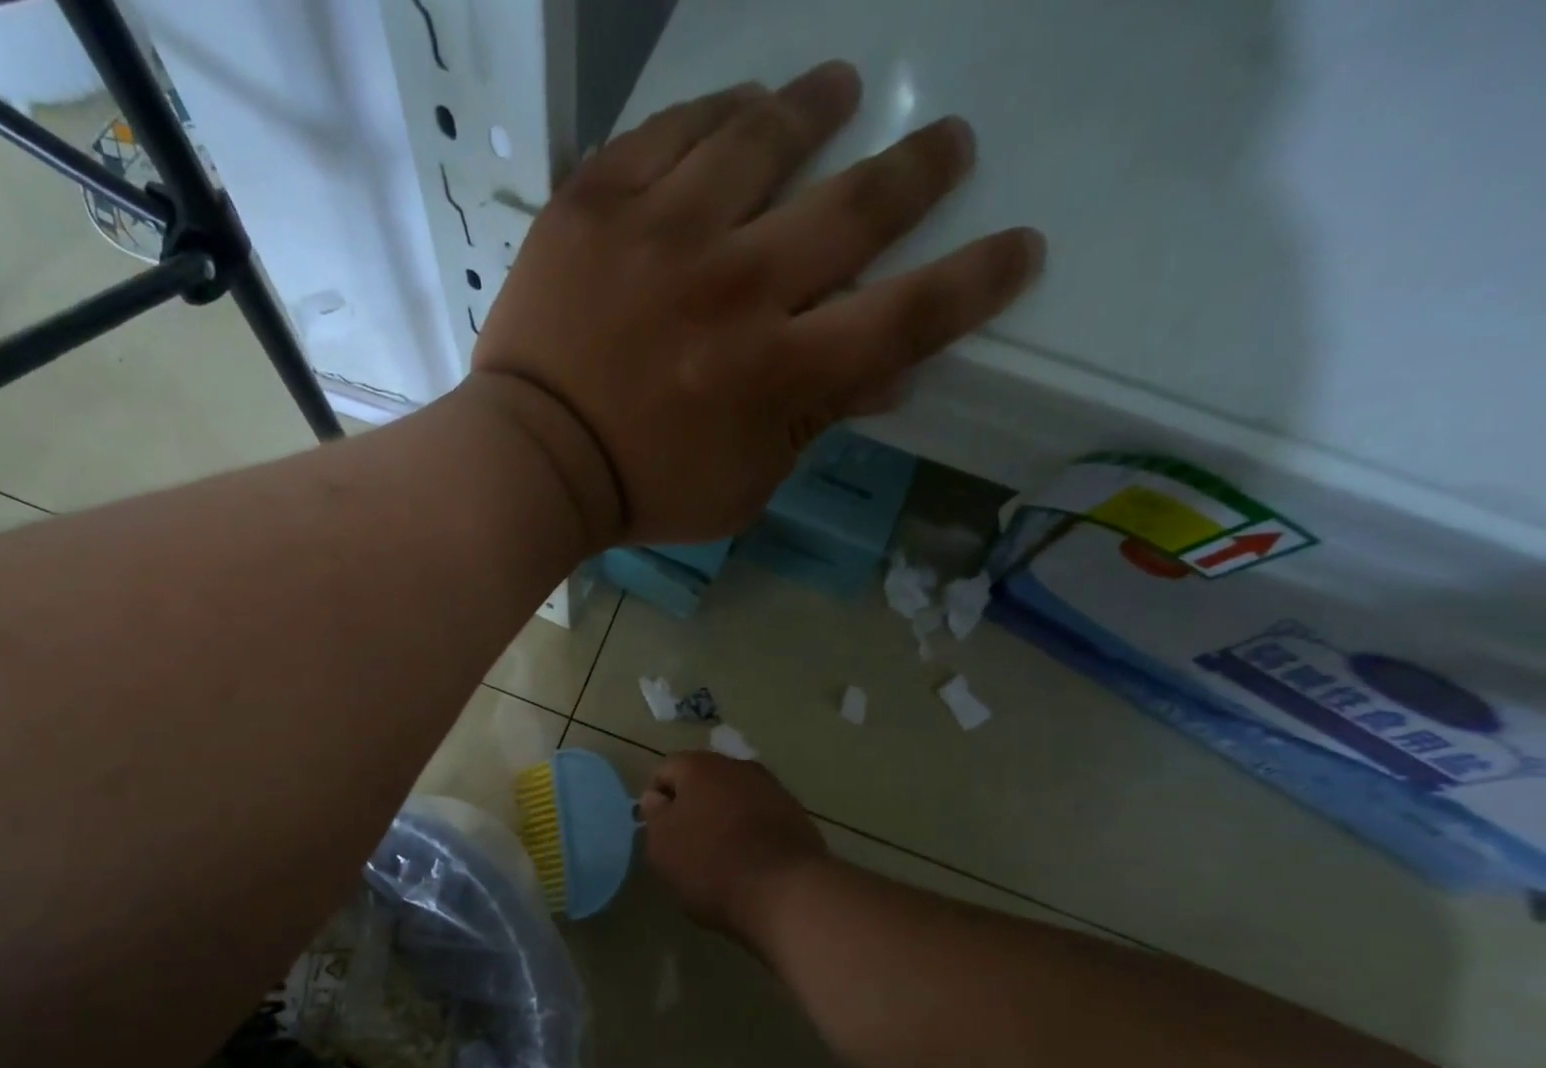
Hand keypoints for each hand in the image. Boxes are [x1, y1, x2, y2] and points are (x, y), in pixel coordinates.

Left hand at [472, 62, 1043, 547]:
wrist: (533, 461)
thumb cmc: (641, 489)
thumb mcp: (742, 487)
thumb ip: (813, 426)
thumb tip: (890, 377)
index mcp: (776, 374)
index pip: (906, 316)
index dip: (975, 281)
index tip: (1020, 247)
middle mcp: (736, 288)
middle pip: (856, 206)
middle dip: (919, 171)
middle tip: (948, 145)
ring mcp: (663, 234)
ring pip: (764, 139)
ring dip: (817, 108)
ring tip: (839, 91)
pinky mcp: (598, 203)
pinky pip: (671, 130)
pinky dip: (715, 114)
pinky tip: (739, 110)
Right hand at [640, 752, 827, 940]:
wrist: (786, 892)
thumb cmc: (710, 865)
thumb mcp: (662, 846)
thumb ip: (654, 815)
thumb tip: (657, 797)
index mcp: (699, 766)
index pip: (666, 771)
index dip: (656, 800)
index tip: (658, 832)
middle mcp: (738, 766)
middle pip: (704, 781)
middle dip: (693, 807)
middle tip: (686, 845)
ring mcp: (773, 789)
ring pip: (735, 799)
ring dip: (724, 819)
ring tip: (720, 857)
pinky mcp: (798, 815)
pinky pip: (762, 818)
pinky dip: (751, 833)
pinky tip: (749, 864)